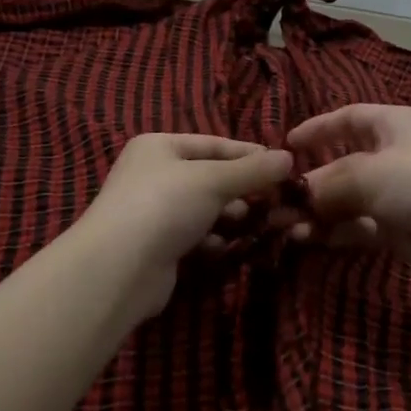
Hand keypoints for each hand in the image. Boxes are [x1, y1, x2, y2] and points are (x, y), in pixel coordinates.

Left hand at [76, 133, 293, 315]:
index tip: (284, 167)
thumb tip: (290, 157)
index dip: (249, 154)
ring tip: (257, 223)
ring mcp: (152, 211)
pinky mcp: (156, 245)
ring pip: (203, 208)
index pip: (214, 144)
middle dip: (241, 189)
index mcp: (159, 146)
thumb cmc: (165, 205)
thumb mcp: (214, 180)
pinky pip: (193, 235)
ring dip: (230, 216)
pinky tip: (228, 246)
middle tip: (274, 200)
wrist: (120, 267)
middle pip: (209, 176)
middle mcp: (152, 174)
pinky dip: (212, 239)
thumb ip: (253, 170)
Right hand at [285, 104, 410, 277]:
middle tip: (278, 203)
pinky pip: (359, 225)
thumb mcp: (365, 173)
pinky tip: (312, 239)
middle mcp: (393, 155)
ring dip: (318, 213)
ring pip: (347, 200)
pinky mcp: (398, 227)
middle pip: (342, 165)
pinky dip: (336, 231)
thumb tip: (297, 196)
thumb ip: (326, 183)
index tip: (287, 145)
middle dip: (311, 184)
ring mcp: (397, 193)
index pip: (348, 118)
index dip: (317, 130)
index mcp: (392, 125)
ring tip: (288, 228)